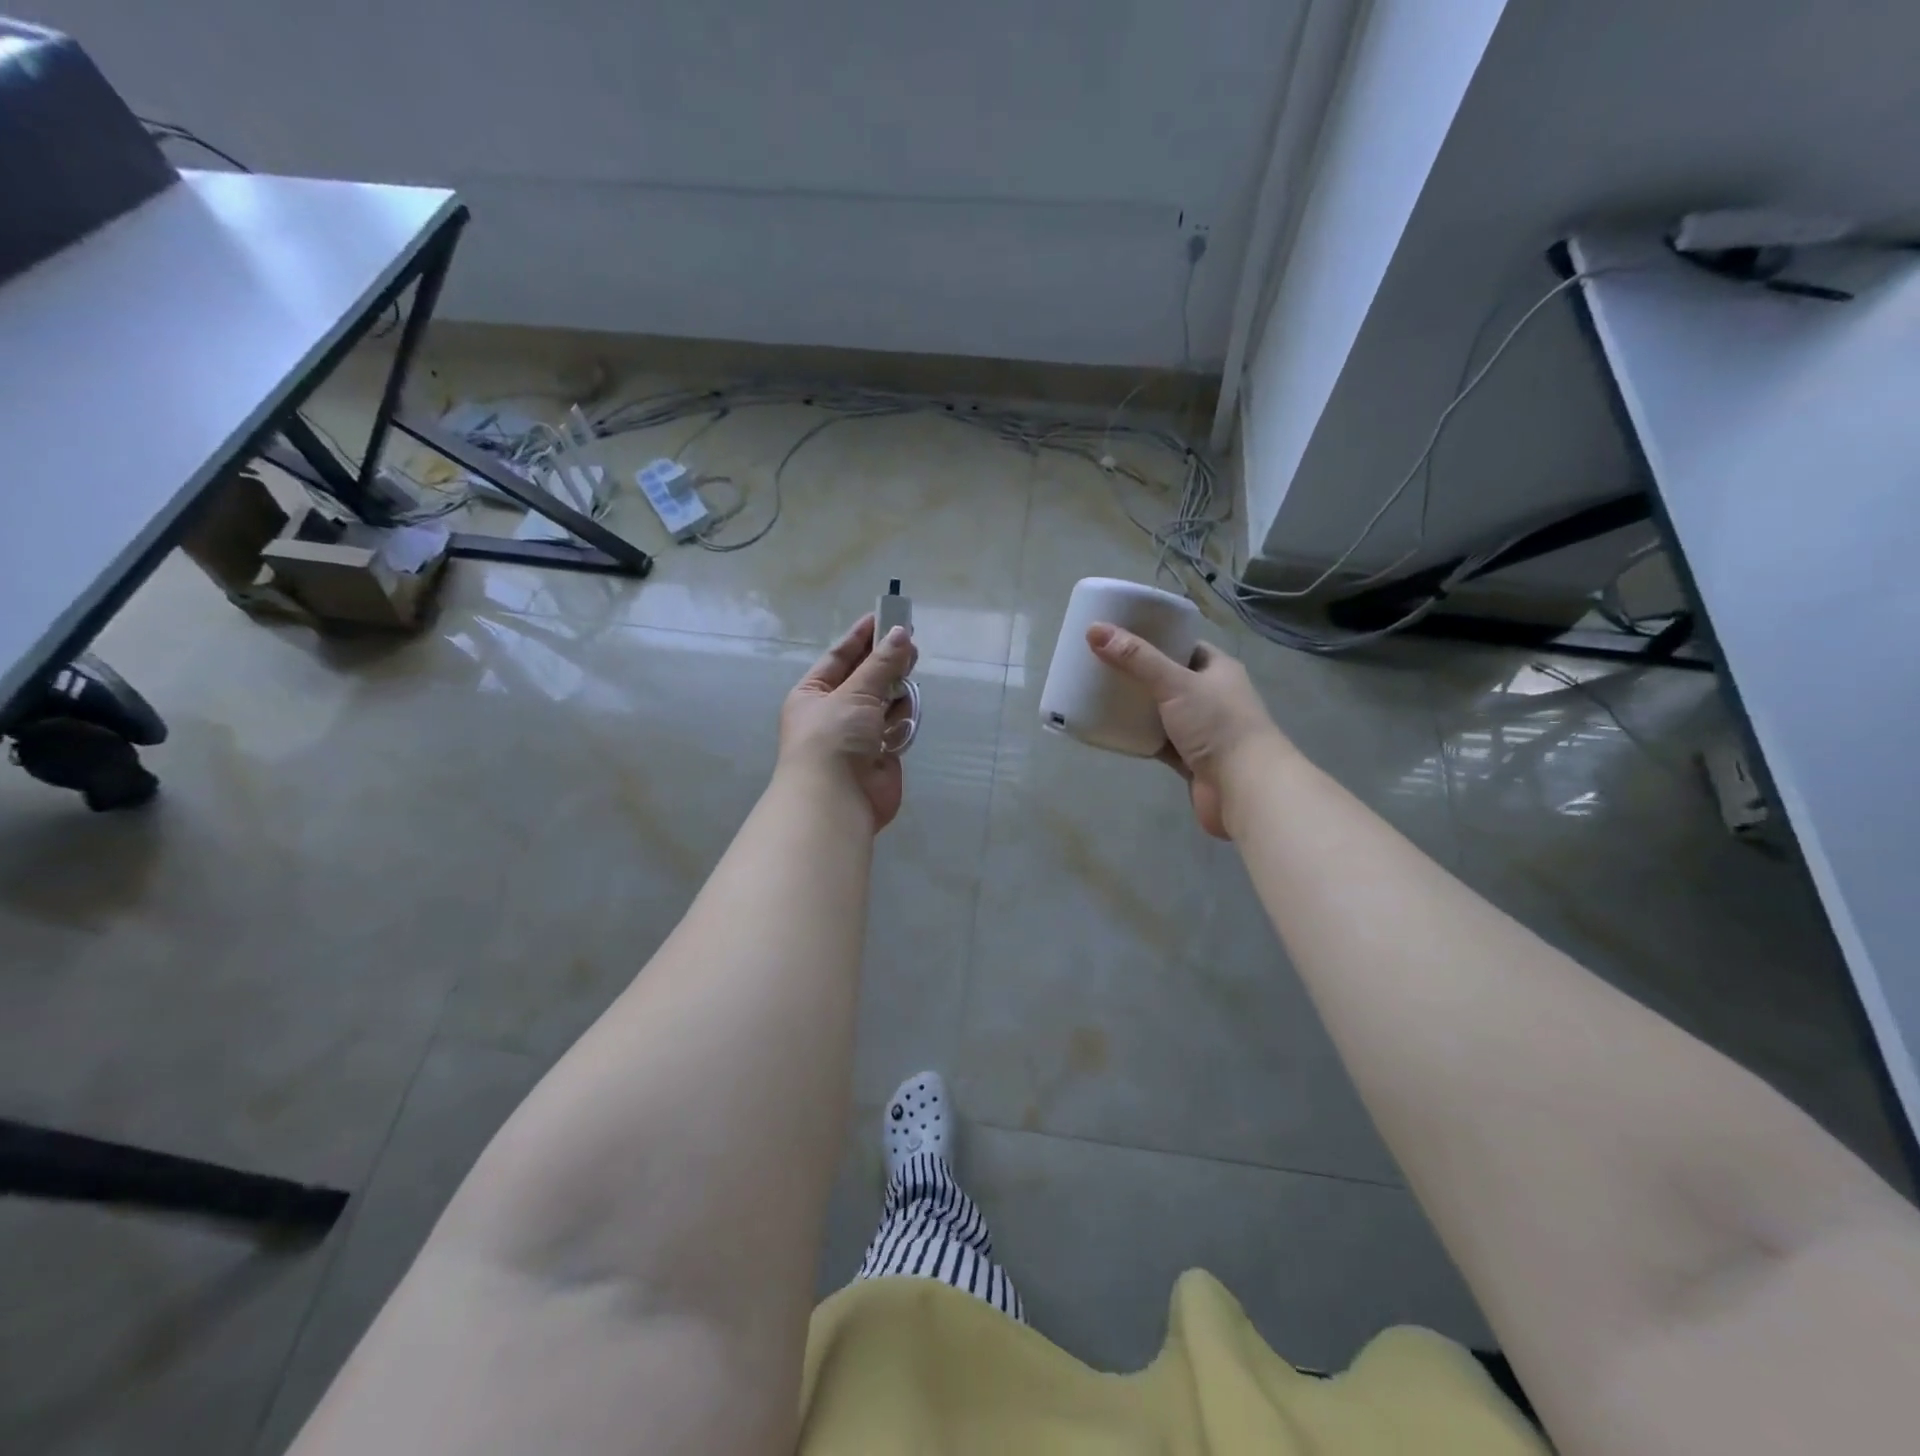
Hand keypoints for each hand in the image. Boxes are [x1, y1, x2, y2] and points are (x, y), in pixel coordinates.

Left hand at [779, 614, 918, 830]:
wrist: (836, 800)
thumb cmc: (834, 738)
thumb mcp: (855, 693)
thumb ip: (881, 664)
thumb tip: (901, 633)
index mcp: (813, 694)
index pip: (840, 656)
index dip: (862, 636)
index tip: (886, 616)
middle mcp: (833, 712)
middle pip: (865, 678)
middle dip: (886, 662)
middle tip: (911, 643)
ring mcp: (858, 734)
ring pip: (884, 702)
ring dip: (896, 690)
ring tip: (912, 673)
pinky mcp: (881, 754)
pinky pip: (896, 726)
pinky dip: (902, 718)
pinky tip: (908, 710)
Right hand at [1086, 624, 1288, 839]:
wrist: (1244, 789)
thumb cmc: (1217, 726)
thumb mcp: (1175, 683)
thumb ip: (1136, 659)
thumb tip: (1094, 629)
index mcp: (1218, 669)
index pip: (1183, 645)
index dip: (1153, 638)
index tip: (1119, 636)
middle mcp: (1212, 696)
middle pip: (1168, 678)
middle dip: (1138, 673)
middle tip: (1101, 664)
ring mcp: (1201, 730)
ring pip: (1161, 712)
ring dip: (1137, 706)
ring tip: (1100, 694)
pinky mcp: (1190, 759)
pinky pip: (1158, 741)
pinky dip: (1138, 737)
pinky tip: (1112, 730)